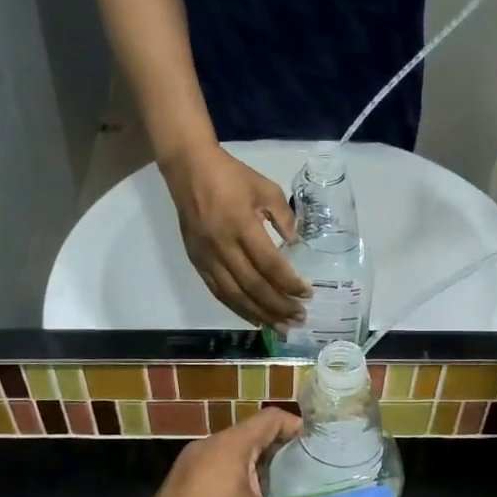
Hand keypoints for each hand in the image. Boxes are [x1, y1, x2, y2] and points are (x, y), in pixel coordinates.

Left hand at [119, 409, 338, 496]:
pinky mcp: (178, 490)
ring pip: (233, 458)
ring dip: (259, 472)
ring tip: (284, 496)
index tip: (319, 449)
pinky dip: (238, 485)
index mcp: (229, 445)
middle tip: (308, 476)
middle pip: (252, 437)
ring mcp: (188, 468)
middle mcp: (207, 447)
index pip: (271, 418)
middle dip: (282, 454)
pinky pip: (216, 475)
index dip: (298, 428)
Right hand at [162, 143, 309, 326]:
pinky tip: (254, 318)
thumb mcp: (265, 187)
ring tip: (280, 327)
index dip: (289, 283)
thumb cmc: (231, 176)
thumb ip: (284, 216)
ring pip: (235, 295)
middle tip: (299, 318)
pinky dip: (237, 308)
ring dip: (260, 314)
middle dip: (279, 306)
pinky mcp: (197, 262)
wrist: (189, 169)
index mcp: (242, 225)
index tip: (307, 294)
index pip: (270, 264)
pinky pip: (218, 292)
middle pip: (253, 286)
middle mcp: (223, 246)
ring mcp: (207, 257)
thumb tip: (294, 243)